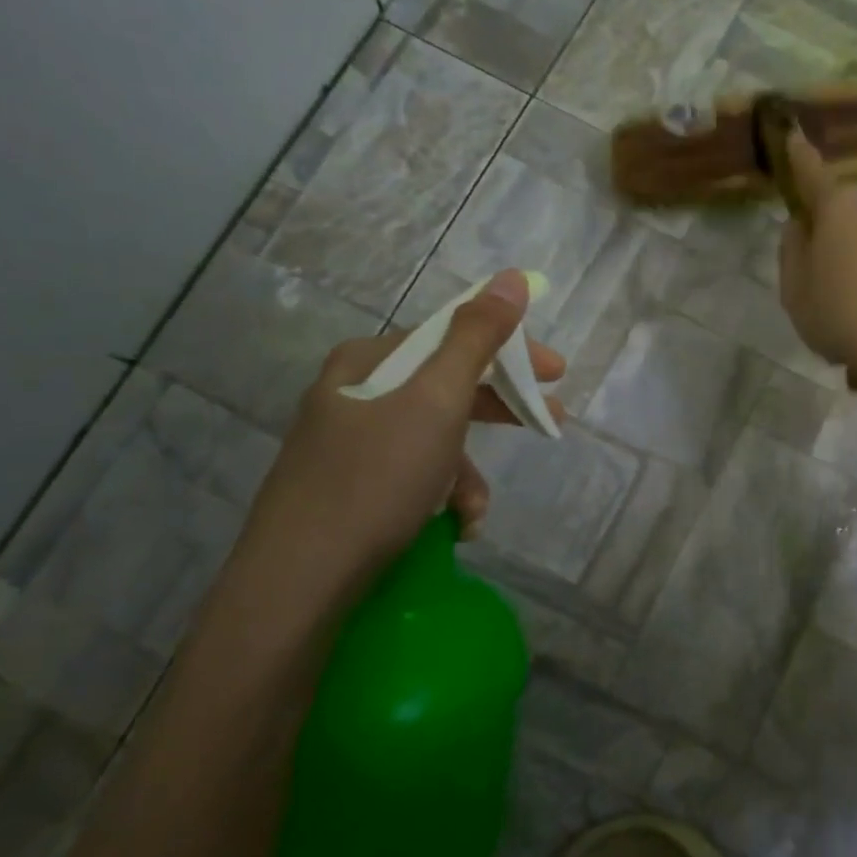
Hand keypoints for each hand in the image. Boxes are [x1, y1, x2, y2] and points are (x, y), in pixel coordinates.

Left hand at [223, 269, 563, 616]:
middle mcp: (354, 393)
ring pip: (433, 438)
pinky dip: (441, 495)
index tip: (556, 373)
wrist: (300, 579)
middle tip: (551, 421)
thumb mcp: (437, 400)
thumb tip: (511, 277)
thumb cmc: (376, 479)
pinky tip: (452, 527)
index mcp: (369, 360)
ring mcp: (348, 443)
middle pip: (446, 386)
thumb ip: (477, 337)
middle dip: (499, 409)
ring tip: (477, 511)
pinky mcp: (348, 488)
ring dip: (467, 471)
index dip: (511, 350)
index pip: (453, 336)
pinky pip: (412, 474)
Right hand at [777, 130, 856, 374]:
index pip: (812, 174)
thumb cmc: (842, 312)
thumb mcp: (795, 289)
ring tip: (846, 324)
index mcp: (838, 209)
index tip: (793, 134)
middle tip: (816, 284)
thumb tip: (801, 226)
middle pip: (845, 216)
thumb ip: (792, 252)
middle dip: (831, 239)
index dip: (799, 157)